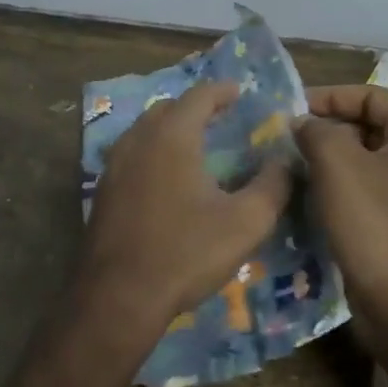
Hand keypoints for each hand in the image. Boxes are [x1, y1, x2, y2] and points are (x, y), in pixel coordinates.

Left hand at [80, 82, 293, 329]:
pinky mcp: (102, 192)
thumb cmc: (186, 253)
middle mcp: (137, 141)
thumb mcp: (246, 222)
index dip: (222, 91)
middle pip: (167, 109)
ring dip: (169, 130)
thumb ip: (273, 185)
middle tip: (219, 119)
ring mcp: (113, 166)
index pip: (199, 96)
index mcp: (171, 137)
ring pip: (144, 132)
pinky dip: (152, 153)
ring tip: (194, 146)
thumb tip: (285, 161)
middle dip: (194, 108)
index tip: (240, 93)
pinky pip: (130, 156)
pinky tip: (165, 179)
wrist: (118, 296)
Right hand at [294, 85, 387, 336]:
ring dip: (333, 158)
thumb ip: (316, 130)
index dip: (328, 97)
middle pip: (373, 125)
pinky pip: (376, 188)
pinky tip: (315, 195)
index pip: (372, 95)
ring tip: (294, 165)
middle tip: (288, 139)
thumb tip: (303, 123)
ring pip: (372, 158)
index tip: (289, 111)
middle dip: (329, 128)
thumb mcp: (338, 166)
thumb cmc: (375, 227)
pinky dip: (346, 185)